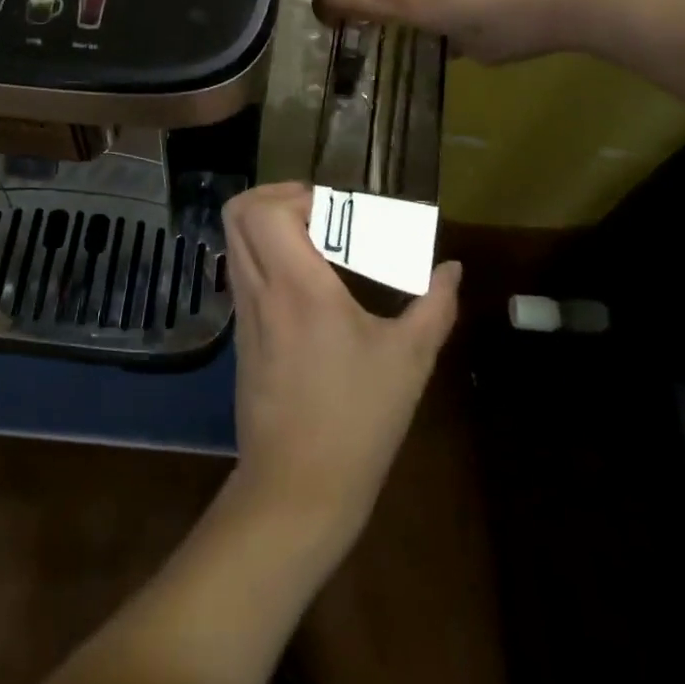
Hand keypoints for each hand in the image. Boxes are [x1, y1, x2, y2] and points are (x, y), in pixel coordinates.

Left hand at [221, 183, 460, 562]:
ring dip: (265, 224)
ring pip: (233, 241)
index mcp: (298, 287)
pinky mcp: (240, 335)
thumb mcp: (408, 361)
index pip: (268, 211)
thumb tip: (451, 270)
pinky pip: (240, 271)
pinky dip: (262, 254)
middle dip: (275, 196)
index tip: (335, 210)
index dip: (297, 194)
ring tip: (312, 240)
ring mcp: (244, 312)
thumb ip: (434, 306)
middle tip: (318, 212)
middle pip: (239, 213)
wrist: (297, 489)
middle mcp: (260, 289)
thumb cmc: (357, 421)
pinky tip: (302, 281)